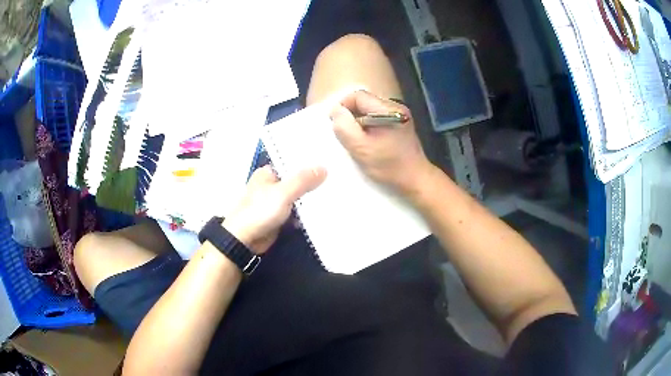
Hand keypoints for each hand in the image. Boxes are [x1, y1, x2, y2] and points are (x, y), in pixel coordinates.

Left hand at [223, 165, 325, 254]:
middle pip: (296, 180)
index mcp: (268, 173)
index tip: (329, 162)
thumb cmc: (260, 211)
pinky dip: (305, 213)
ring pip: (297, 197)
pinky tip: (322, 211)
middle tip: (336, 179)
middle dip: (312, 182)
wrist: (244, 240)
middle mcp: (271, 185)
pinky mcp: (278, 217)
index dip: (309, 163)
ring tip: (334, 193)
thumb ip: (303, 180)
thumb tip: (324, 168)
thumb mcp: (283, 193)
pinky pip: (296, 211)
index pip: (291, 163)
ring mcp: (275, 202)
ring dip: (310, 199)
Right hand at [330, 90, 431, 194]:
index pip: (358, 96)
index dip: (343, 107)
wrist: (416, 179)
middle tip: (346, 135)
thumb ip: (345, 127)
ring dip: (359, 122)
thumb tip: (336, 110)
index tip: (337, 124)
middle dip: (351, 115)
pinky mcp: (400, 124)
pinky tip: (369, 141)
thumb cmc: (389, 166)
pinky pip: (377, 118)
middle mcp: (395, 107)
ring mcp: (399, 115)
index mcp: (388, 110)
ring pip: (370, 110)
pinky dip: (368, 126)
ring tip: (357, 140)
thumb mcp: (361, 148)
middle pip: (364, 102)